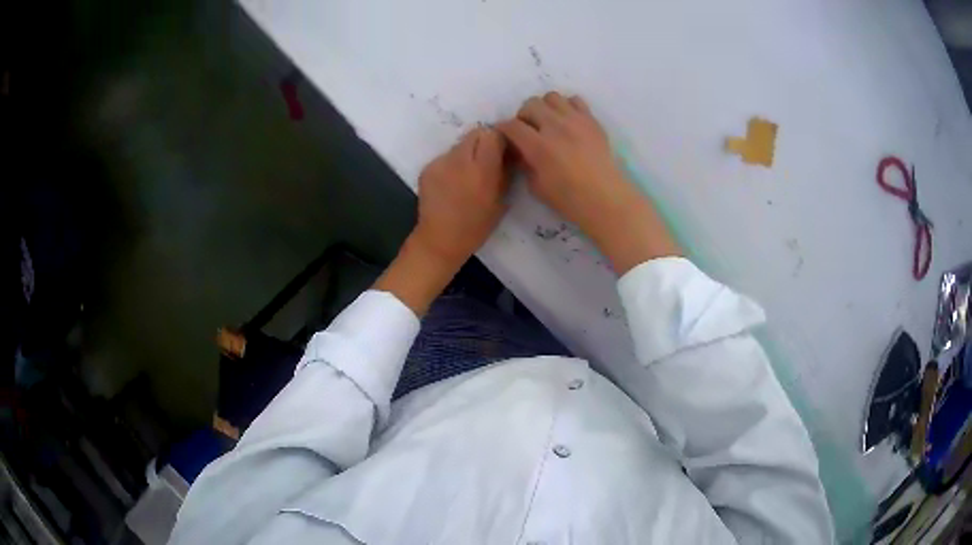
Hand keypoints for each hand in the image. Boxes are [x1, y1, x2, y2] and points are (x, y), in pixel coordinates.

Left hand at [412, 126, 509, 271]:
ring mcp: (440, 162)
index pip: (492, 135)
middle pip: (475, 133)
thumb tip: (511, 154)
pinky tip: (453, 182)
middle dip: (484, 142)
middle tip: (487, 159)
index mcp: (482, 170)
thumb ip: (505, 173)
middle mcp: (459, 161)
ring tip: (468, 174)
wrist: (439, 240)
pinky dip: (452, 163)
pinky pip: (445, 156)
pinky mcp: (427, 168)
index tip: (503, 150)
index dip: (500, 139)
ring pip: (460, 144)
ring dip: (468, 153)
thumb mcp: (501, 201)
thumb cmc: (476, 226)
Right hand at [498, 92, 680, 273]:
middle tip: (527, 129)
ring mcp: (576, 120)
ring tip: (548, 122)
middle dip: (523, 115)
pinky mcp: (591, 120)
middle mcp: (555, 127)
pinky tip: (568, 121)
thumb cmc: (569, 199)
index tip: (503, 134)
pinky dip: (567, 107)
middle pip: (530, 104)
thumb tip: (521, 149)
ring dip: (545, 107)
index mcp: (539, 147)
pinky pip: (575, 100)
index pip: (512, 126)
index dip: (503, 128)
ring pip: (551, 97)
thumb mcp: (536, 186)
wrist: (606, 198)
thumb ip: (525, 163)